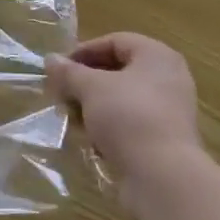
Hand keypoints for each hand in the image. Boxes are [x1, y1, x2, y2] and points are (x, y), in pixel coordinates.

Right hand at [47, 33, 202, 191]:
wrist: (163, 178)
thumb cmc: (128, 117)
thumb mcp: (91, 88)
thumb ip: (69, 72)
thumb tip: (50, 60)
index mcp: (157, 56)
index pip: (114, 41)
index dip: (84, 52)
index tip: (59, 69)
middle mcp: (168, 79)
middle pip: (118, 71)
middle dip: (86, 82)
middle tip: (62, 94)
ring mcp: (169, 112)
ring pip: (123, 100)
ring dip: (95, 107)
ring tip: (73, 119)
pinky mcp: (165, 141)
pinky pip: (131, 124)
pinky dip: (110, 128)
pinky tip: (92, 142)